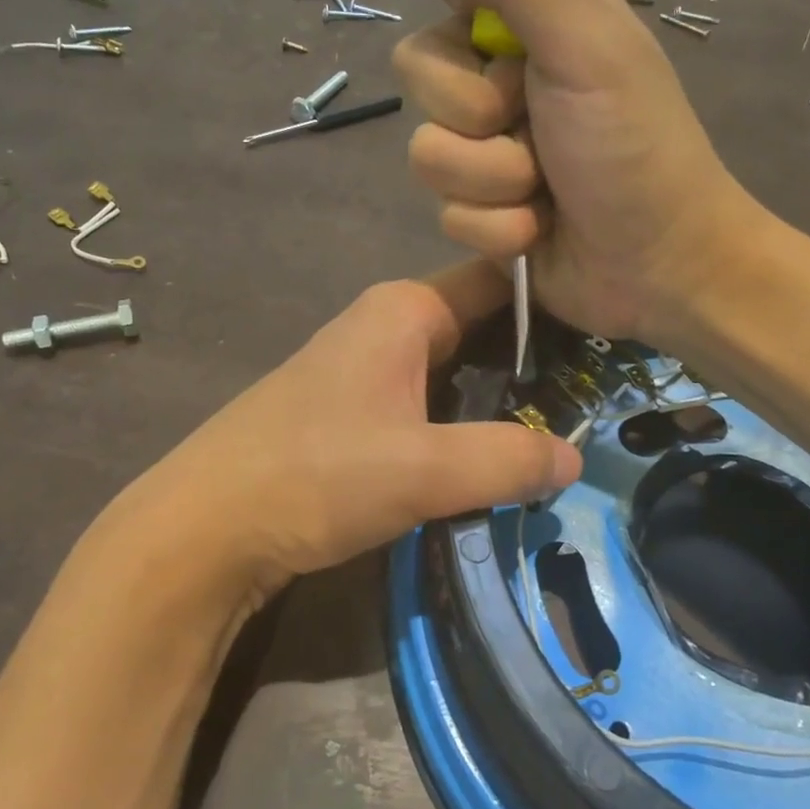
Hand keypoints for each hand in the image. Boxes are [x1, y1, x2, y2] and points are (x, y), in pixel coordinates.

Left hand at [109, 261, 582, 608]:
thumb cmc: (315, 475)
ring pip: (454, 367)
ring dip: (498, 395)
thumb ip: (506, 460)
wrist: (204, 528)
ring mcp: (364, 368)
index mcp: (404, 309)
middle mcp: (385, 324)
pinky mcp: (351, 411)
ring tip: (561, 424)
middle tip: (596, 393)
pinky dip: (463, 418)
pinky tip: (493, 452)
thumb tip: (575, 458)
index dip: (551, 300)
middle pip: (479, 325)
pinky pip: (427, 399)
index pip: (497, 280)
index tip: (605, 334)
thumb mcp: (423, 469)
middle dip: (532, 356)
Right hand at [393, 0, 759, 343]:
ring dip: (492, 179)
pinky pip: (446, 210)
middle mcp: (502, 70)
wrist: (660, 268)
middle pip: (419, 64)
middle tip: (530, 121)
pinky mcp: (480, 206)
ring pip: (427, 149)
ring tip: (544, 189)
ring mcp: (488, 144)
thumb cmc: (638, 150)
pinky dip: (498, 227)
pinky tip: (538, 230)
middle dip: (472, 109)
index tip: (469, 14)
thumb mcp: (587, 48)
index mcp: (537, 11)